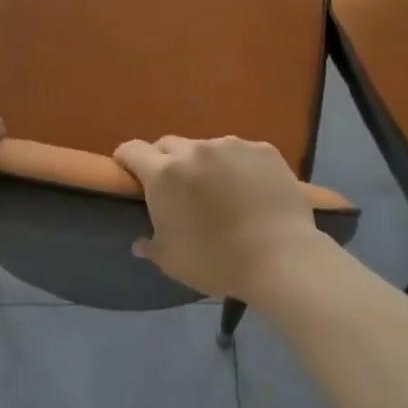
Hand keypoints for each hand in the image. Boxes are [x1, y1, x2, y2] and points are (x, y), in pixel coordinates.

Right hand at [112, 136, 325, 301]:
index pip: (132, 150)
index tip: (129, 174)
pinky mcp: (263, 150)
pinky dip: (238, 166)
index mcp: (164, 174)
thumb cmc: (217, 262)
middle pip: (168, 145)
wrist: (282, 258)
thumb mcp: (173, 262)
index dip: (126, 160)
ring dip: (204, 164)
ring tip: (219, 190)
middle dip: (165, 162)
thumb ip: (151, 246)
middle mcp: (195, 150)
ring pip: (207, 147)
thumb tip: (140, 243)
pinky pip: (241, 153)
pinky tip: (250, 190)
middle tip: (176, 189)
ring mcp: (232, 146)